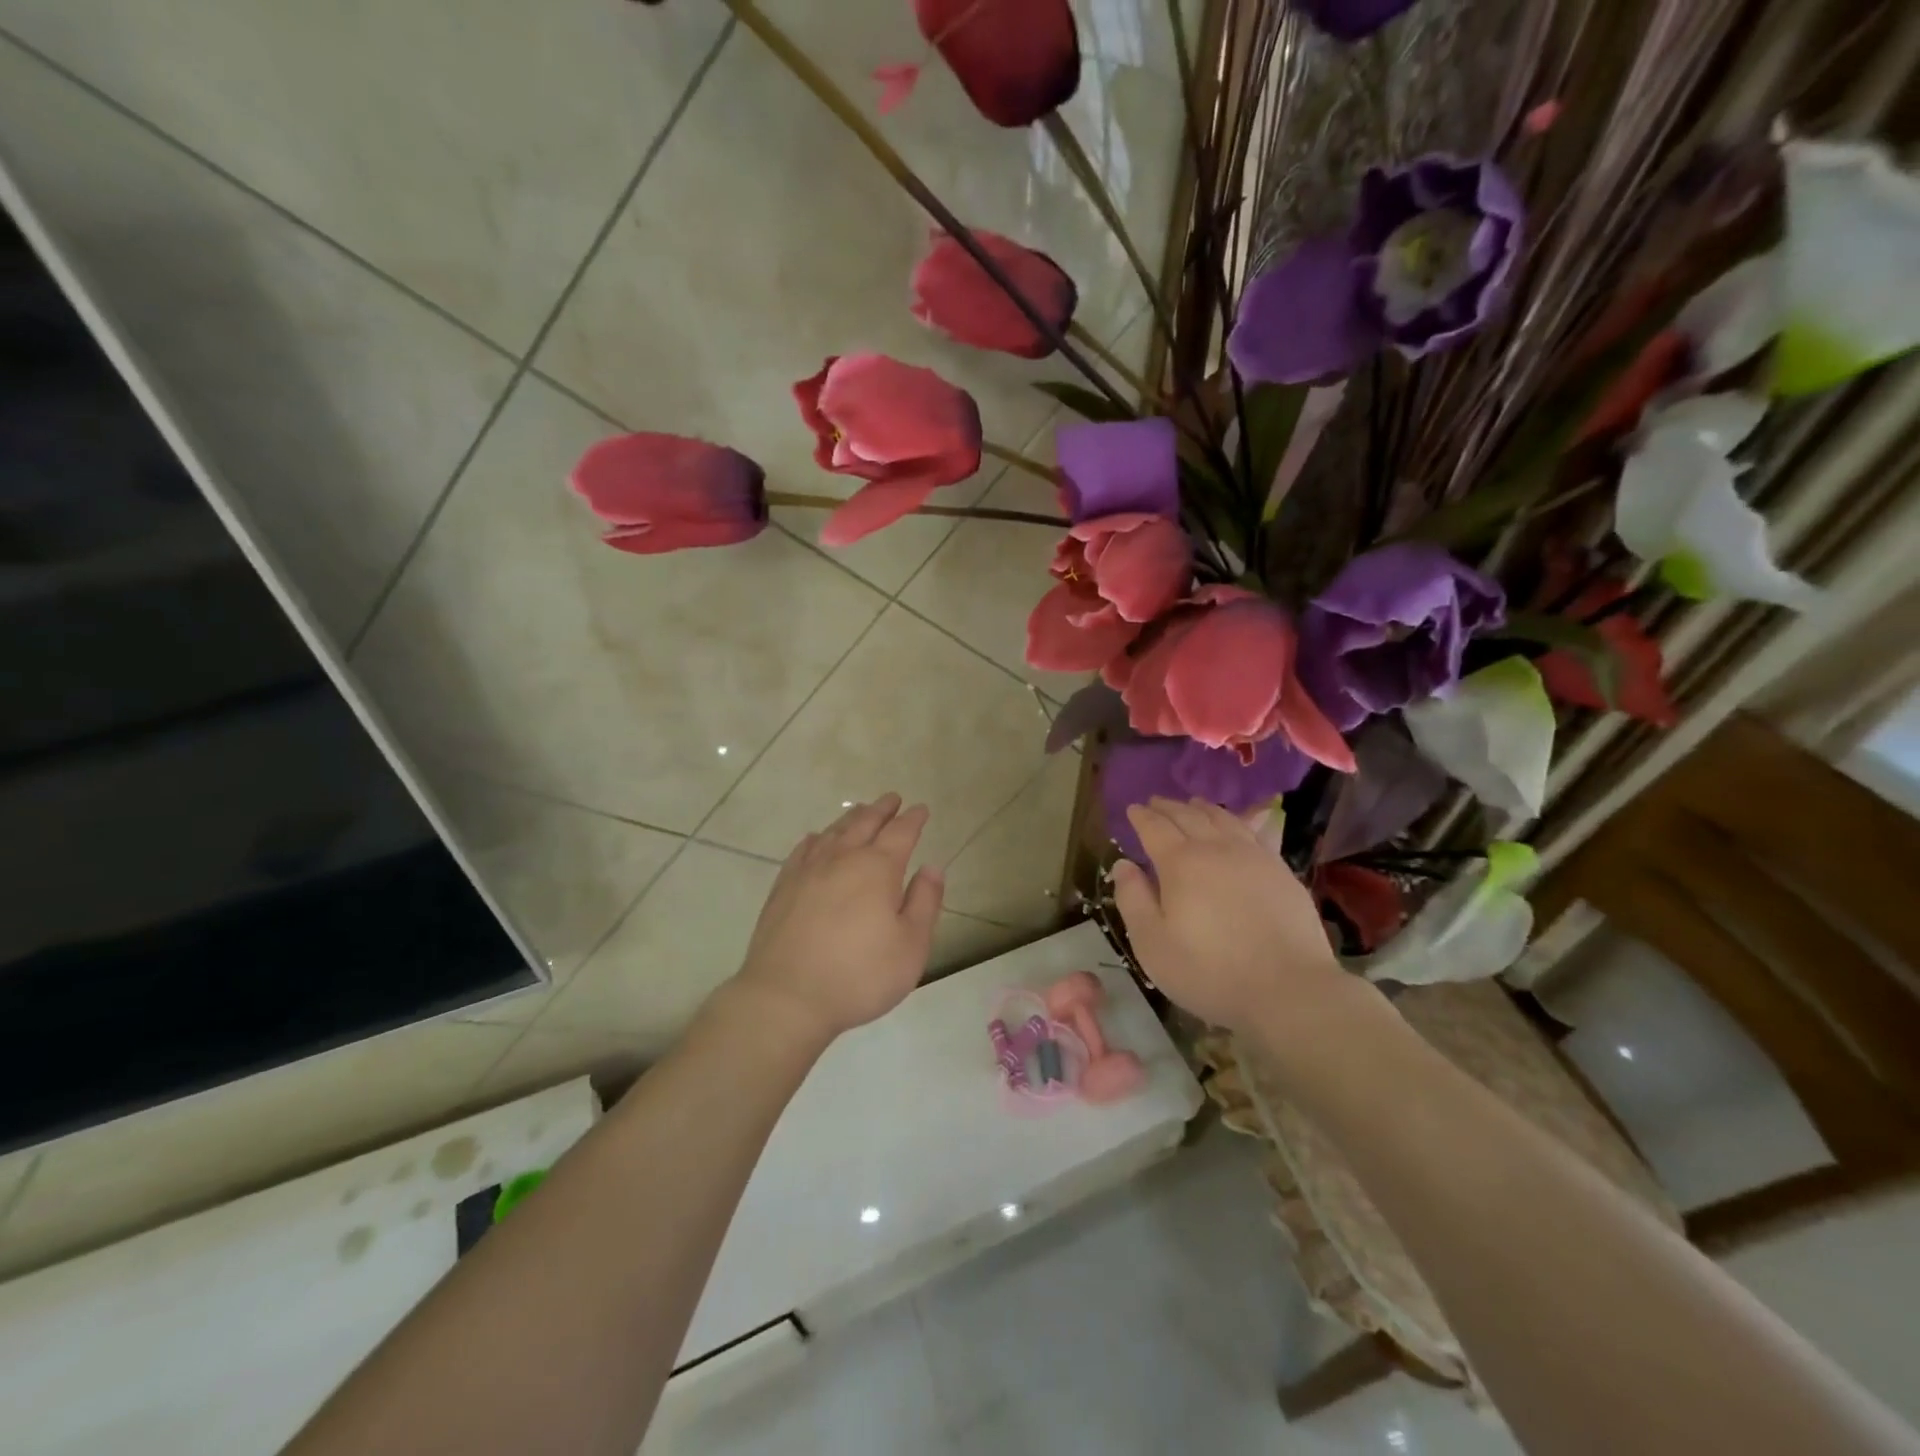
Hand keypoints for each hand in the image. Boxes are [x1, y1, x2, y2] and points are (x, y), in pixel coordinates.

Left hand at [735, 793, 943, 1044]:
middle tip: (893, 798)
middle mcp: (843, 858)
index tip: (921, 809)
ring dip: (851, 818)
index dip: (913, 819)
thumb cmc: (859, 975)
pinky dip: (816, 838)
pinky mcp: (783, 887)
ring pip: (834, 831)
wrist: (786, 996)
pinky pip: (803, 849)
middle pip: (865, 822)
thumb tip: (932, 867)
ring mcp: (808, 870)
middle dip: (882, 809)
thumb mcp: (911, 946)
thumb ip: (925, 902)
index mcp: (878, 868)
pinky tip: (817, 838)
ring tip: (861, 810)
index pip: (901, 832)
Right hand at [1112, 797, 1353, 1036]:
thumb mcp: (1153, 944)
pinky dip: (1236, 821)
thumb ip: (1133, 899)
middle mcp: (1216, 849)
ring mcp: (1254, 857)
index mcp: (1180, 863)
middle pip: (1188, 816)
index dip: (1141, 817)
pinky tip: (1236, 825)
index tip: (1132, 808)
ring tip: (1193, 803)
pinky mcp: (1281, 871)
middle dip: (1169, 807)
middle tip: (1156, 802)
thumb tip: (1123, 864)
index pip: (1155, 828)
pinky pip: (1253, 832)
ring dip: (1203, 808)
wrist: (1289, 989)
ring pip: (1223, 819)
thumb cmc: (1209, 971)